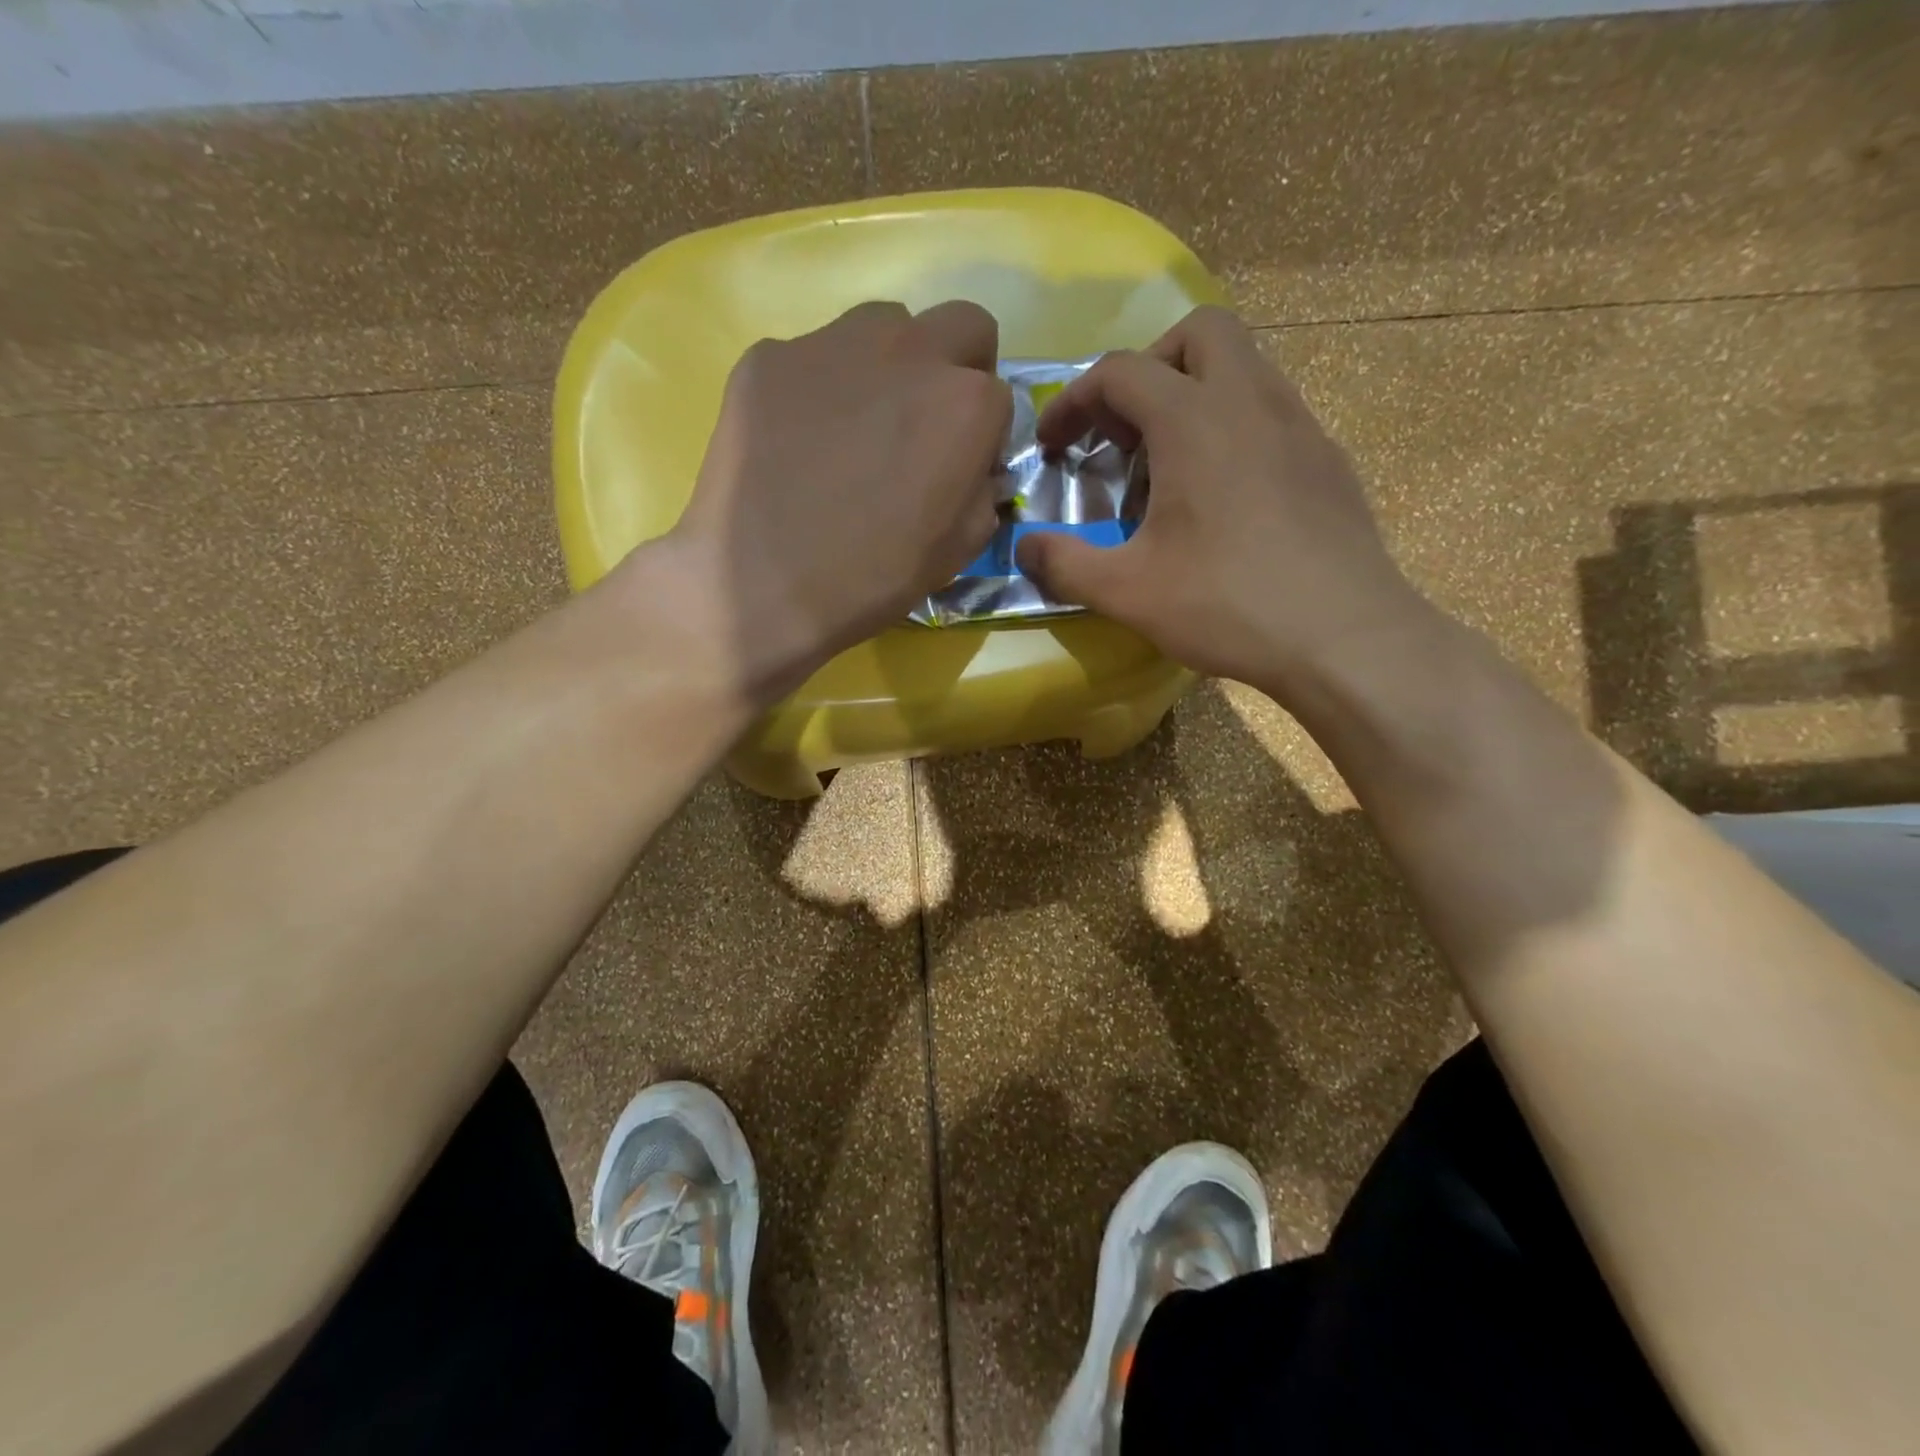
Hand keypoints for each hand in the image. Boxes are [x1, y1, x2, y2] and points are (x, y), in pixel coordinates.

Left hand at [636, 300, 1011, 704]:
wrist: (762, 588)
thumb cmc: (873, 578)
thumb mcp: (958, 550)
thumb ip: (982, 492)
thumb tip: (974, 469)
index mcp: (966, 403)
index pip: (998, 395)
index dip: (983, 434)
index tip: (960, 467)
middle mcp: (908, 351)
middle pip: (959, 326)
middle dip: (958, 367)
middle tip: (925, 424)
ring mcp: (831, 344)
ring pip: (883, 327)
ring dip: (889, 366)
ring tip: (857, 428)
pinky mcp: (768, 357)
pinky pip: (812, 358)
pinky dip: (819, 389)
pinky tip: (797, 442)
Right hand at [1016, 306, 1429, 700]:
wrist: (1344, 635)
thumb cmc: (1227, 604)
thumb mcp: (1126, 592)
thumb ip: (1064, 564)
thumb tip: (1024, 547)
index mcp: (1193, 419)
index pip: (1119, 372)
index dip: (1073, 402)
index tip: (1054, 448)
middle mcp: (1250, 400)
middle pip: (1197, 334)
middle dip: (1148, 368)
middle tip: (1126, 431)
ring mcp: (1299, 424)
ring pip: (1245, 365)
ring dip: (1196, 393)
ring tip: (1171, 464)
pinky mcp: (1327, 458)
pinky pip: (1273, 410)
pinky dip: (1235, 426)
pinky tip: (1225, 494)